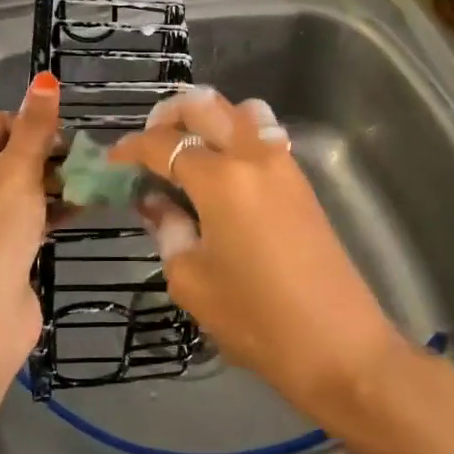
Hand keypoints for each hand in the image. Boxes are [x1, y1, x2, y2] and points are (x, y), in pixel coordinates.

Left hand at [0, 72, 59, 375]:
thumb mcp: (16, 171)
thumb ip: (35, 126)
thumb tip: (45, 78)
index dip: (33, 124)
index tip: (67, 138)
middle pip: (14, 153)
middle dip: (51, 154)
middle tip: (87, 160)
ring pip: (26, 185)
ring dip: (58, 180)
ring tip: (94, 180)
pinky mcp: (4, 246)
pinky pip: (33, 214)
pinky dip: (56, 207)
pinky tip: (88, 205)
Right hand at [110, 88, 406, 421]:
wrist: (340, 347)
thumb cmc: (256, 319)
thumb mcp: (192, 279)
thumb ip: (167, 229)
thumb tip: (153, 202)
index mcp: (220, 178)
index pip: (164, 144)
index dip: (131, 148)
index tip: (112, 161)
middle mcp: (252, 155)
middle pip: (204, 105)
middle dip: (168, 115)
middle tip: (147, 144)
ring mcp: (282, 163)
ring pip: (240, 110)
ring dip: (208, 118)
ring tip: (187, 149)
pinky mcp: (300, 180)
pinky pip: (263, 134)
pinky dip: (235, 134)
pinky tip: (221, 170)